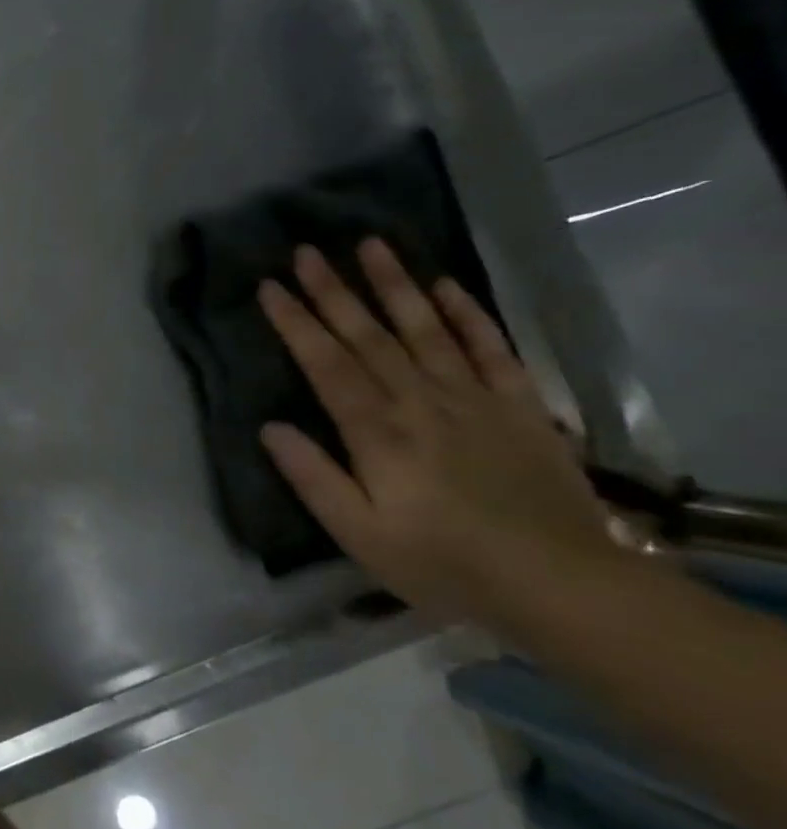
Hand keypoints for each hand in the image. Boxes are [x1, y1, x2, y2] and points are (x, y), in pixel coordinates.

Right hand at [258, 238, 620, 615]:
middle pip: (368, 335)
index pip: (325, 363)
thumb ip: (312, 477)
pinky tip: (446, 286)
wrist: (560, 583)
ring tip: (370, 245)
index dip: (295, 322)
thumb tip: (270, 428)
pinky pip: (490, 349)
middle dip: (333, 291)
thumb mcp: (358, 533)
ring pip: (425, 328)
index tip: (270, 286)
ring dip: (394, 285)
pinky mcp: (518, 407)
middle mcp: (420, 400)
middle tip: (306, 250)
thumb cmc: (441, 562)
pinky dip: (467, 314)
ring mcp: (473, 398)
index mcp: (376, 431)